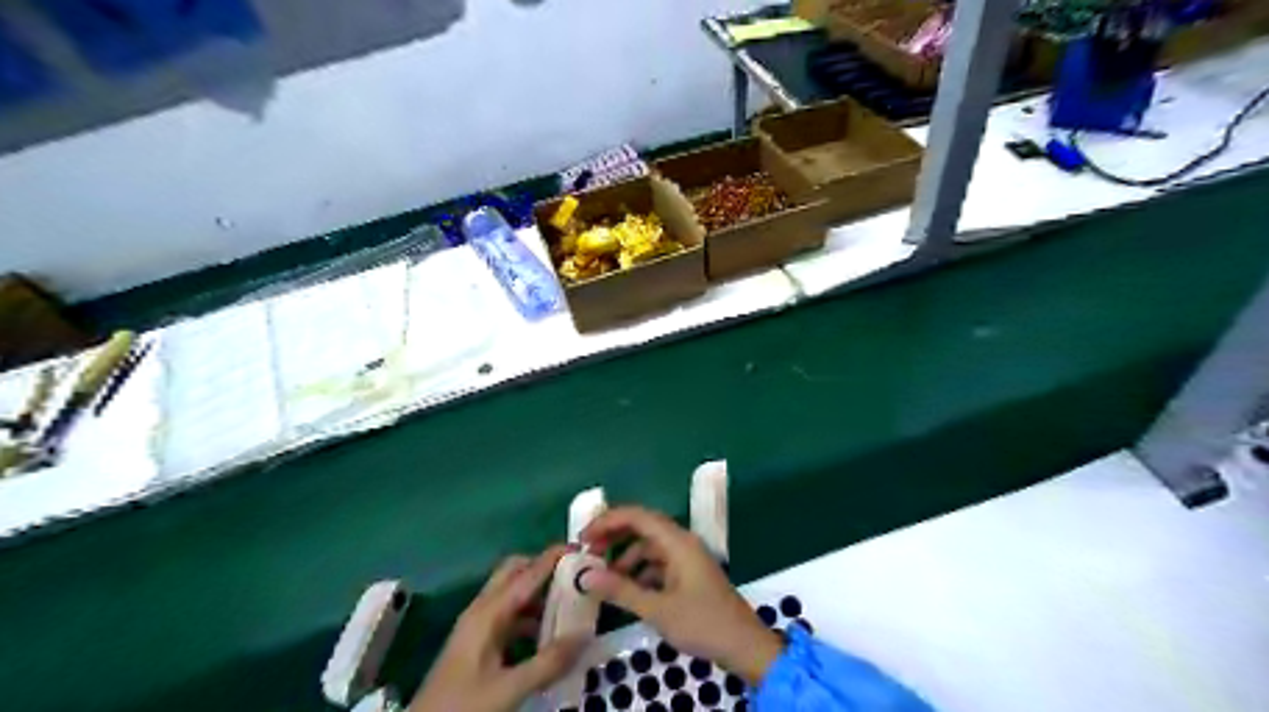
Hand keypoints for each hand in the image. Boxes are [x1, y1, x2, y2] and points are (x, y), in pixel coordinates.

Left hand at [412, 548, 590, 709]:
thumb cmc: (461, 706)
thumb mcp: (508, 688)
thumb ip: (548, 662)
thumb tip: (585, 635)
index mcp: (488, 612)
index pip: (526, 573)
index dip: (553, 558)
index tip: (581, 547)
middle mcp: (482, 611)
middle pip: (515, 573)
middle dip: (544, 569)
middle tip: (575, 577)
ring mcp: (478, 627)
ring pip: (513, 596)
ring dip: (539, 596)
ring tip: (571, 608)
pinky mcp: (478, 645)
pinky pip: (509, 618)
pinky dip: (531, 618)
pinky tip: (549, 638)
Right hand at [578, 505, 784, 682]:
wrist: (744, 646)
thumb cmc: (703, 623)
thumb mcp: (658, 609)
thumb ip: (621, 590)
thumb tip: (586, 576)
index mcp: (677, 542)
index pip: (637, 516)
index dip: (607, 521)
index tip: (583, 538)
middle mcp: (682, 542)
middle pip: (642, 527)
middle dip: (614, 536)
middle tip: (588, 552)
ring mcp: (686, 558)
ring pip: (649, 547)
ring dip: (625, 557)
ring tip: (603, 577)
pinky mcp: (688, 574)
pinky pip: (658, 563)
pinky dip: (639, 572)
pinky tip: (626, 590)